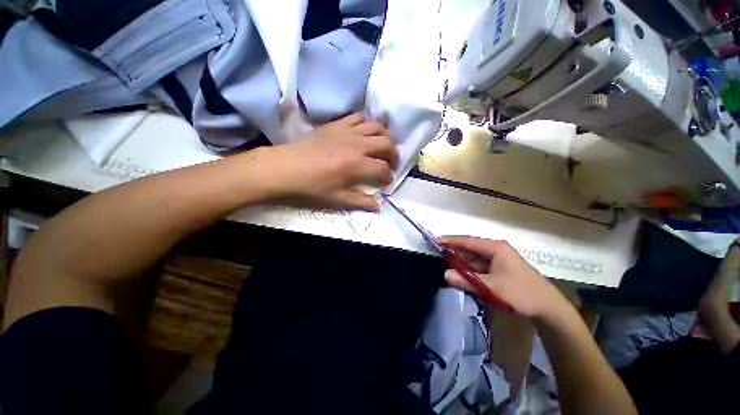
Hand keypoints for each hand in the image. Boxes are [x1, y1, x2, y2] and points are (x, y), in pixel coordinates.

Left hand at [257, 113, 398, 210]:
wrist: (285, 168)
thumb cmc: (311, 187)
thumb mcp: (337, 200)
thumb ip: (361, 202)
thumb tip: (379, 207)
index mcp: (357, 165)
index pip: (384, 169)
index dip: (388, 176)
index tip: (386, 181)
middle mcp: (357, 145)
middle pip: (387, 143)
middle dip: (394, 154)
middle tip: (390, 162)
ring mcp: (347, 131)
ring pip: (377, 126)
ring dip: (385, 136)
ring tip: (382, 145)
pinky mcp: (337, 123)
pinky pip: (359, 116)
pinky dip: (367, 123)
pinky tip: (365, 132)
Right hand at [438, 236, 572, 319]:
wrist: (548, 308)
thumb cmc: (522, 293)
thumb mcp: (493, 287)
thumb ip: (467, 280)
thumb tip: (444, 275)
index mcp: (495, 248)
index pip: (467, 241)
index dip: (450, 240)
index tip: (434, 241)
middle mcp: (495, 250)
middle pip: (469, 249)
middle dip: (453, 253)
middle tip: (437, 257)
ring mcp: (497, 260)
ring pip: (473, 259)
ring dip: (461, 264)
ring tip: (445, 267)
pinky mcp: (498, 269)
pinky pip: (478, 267)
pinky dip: (469, 271)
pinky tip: (460, 276)